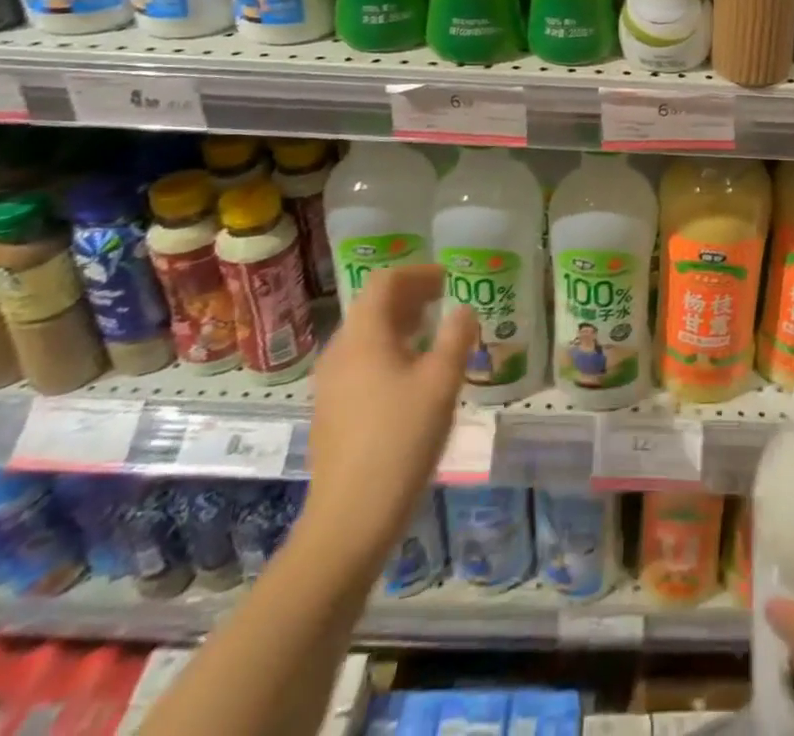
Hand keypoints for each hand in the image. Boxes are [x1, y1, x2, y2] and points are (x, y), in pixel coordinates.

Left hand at [298, 264, 475, 570]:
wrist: (350, 519)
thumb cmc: (401, 440)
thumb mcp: (442, 382)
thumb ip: (456, 337)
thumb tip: (463, 310)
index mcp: (363, 336)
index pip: (385, 282)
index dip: (418, 274)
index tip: (448, 279)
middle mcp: (340, 352)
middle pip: (373, 307)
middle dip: (410, 297)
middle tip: (445, 300)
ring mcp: (330, 385)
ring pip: (366, 337)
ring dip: (400, 325)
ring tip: (433, 334)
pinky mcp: (331, 412)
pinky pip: (360, 363)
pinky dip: (388, 352)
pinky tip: (411, 376)